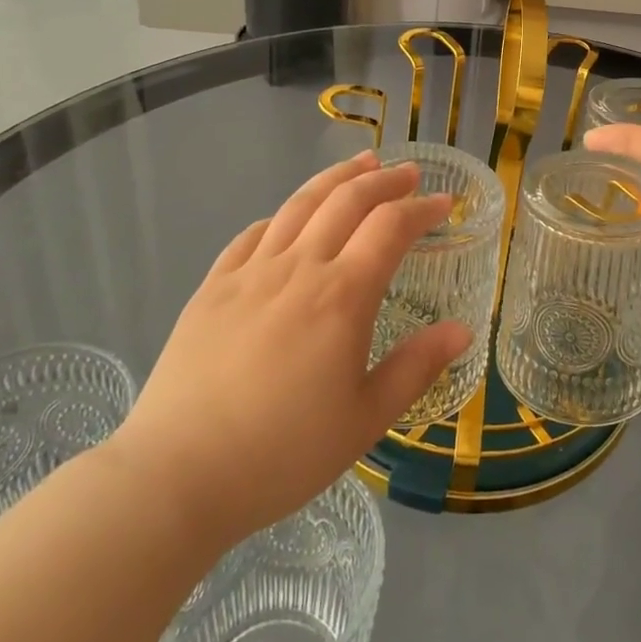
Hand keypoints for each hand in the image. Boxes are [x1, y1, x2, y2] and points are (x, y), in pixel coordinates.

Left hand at [106, 152, 470, 552]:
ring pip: (300, 204)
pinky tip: (289, 218)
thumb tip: (463, 329)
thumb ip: (417, 367)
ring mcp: (250, 272)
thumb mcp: (365, 420)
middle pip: (347, 200)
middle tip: (408, 173)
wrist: (177, 476)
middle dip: (384, 180)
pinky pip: (253, 234)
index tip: (444, 203)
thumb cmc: (282, 453)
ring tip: (360, 164)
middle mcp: (299, 268)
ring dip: (336, 179)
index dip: (421, 208)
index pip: (391, 227)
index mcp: (342, 295)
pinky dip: (282, 215)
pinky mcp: (213, 287)